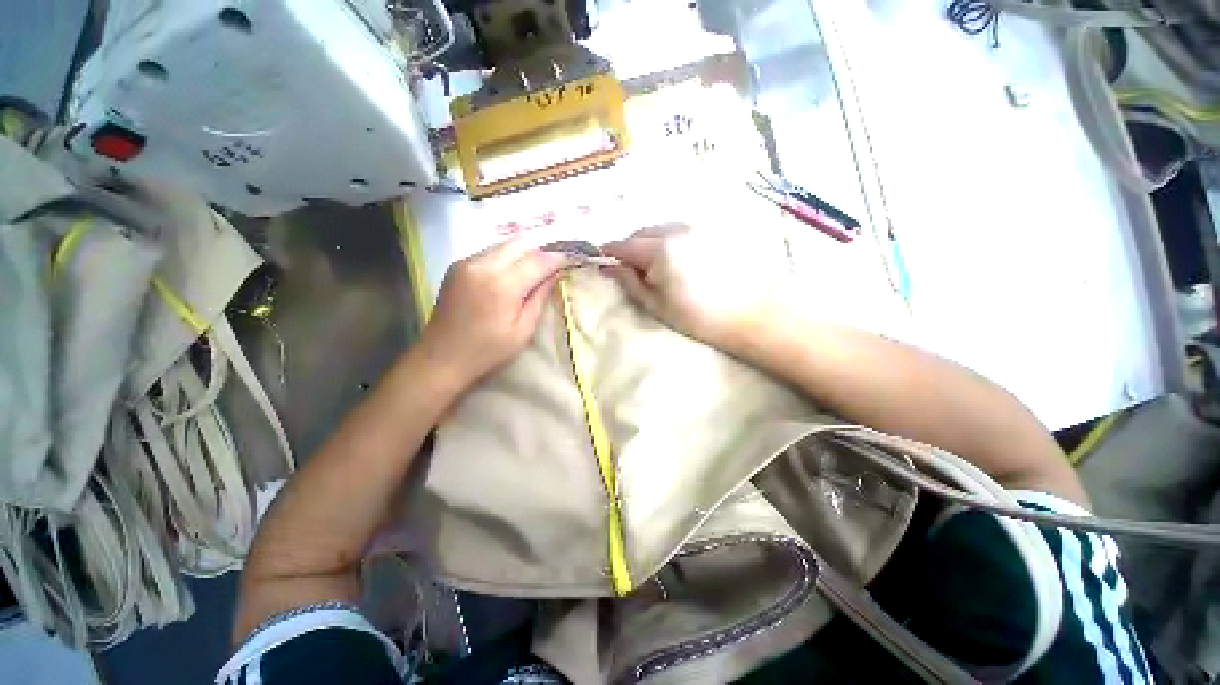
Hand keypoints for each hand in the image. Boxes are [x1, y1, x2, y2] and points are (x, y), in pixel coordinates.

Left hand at [418, 239, 570, 389]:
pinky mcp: (457, 265)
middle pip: (521, 243)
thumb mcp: (523, 330)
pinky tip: (513, 272)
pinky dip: (507, 257)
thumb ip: (540, 298)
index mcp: (502, 285)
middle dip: (541, 250)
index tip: (571, 260)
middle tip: (554, 264)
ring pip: (505, 244)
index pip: (538, 260)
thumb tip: (555, 275)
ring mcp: (466, 262)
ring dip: (524, 252)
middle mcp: (483, 265)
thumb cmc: (487, 351)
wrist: (441, 358)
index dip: (558, 258)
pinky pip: (490, 251)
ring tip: (536, 268)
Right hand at [601, 225, 783, 349]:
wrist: (752, 313)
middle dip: (631, 247)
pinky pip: (680, 230)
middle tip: (632, 268)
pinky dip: (670, 240)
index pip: (624, 244)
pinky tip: (680, 258)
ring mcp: (697, 227)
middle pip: (642, 232)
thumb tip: (608, 267)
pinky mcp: (713, 231)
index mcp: (660, 250)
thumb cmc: (698, 317)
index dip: (610, 252)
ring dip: (651, 242)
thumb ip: (630, 282)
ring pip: (661, 228)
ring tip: (657, 265)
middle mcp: (677, 230)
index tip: (604, 260)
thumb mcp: (656, 305)